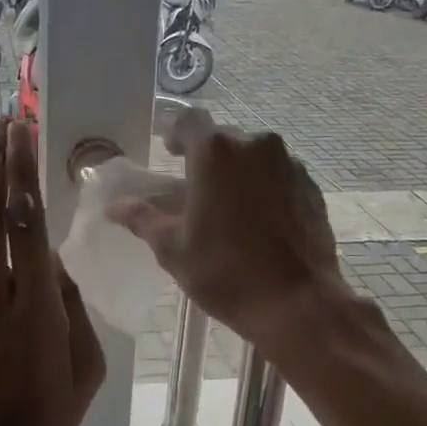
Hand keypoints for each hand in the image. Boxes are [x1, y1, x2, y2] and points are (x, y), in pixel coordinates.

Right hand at [106, 112, 345, 354]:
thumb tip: (115, 207)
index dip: (176, 135)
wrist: (296, 303)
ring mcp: (289, 164)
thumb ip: (143, 219)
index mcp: (215, 152)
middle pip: (224, 139)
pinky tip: (261, 223)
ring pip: (255, 157)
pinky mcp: (311, 187)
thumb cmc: (225, 273)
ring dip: (239, 174)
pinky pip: (279, 176)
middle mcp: (255, 145)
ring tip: (231, 211)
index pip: (189, 121)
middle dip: (208, 160)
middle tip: (197, 193)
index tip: (171, 155)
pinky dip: (266, 189)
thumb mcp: (173, 249)